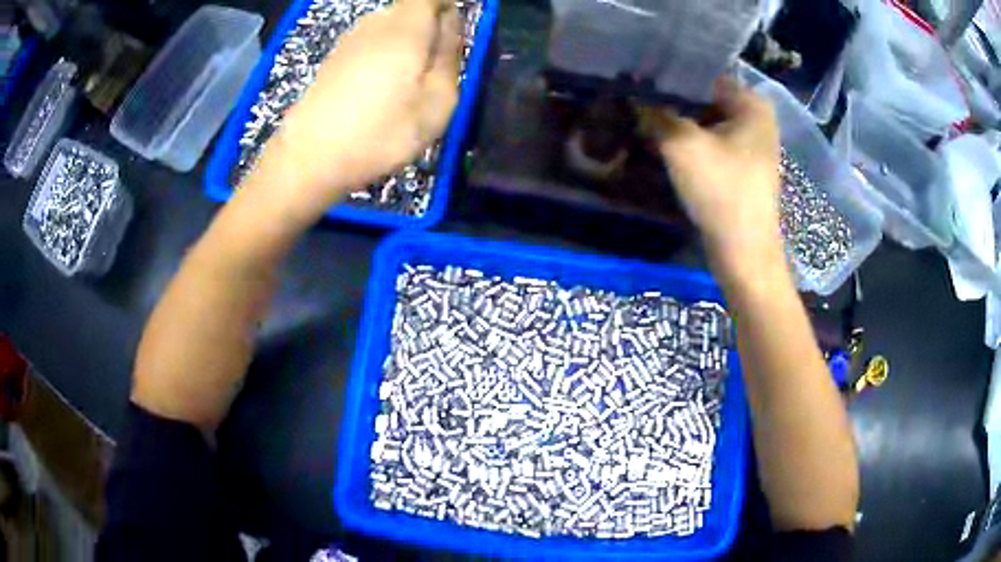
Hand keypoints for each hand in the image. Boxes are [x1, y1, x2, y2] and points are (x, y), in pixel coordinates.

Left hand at [250, 0, 461, 219]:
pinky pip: (370, 44)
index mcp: (406, 27)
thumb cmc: (381, 133)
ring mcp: (350, 40)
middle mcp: (375, 23)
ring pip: (390, 28)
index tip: (455, 36)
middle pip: (412, 10)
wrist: (309, 159)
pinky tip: (378, 93)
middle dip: (430, 29)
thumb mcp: (437, 102)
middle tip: (435, 71)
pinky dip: (383, 57)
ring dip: (406, 46)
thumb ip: (449, 55)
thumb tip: (451, 25)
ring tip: (406, 88)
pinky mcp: (333, 59)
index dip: (448, 8)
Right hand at [644, 80, 783, 278]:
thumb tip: (633, 95)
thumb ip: (656, 113)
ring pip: (706, 121)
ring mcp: (751, 145)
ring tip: (643, 117)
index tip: (639, 75)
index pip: (704, 74)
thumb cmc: (721, 190)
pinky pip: (711, 143)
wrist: (743, 252)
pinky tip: (662, 142)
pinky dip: (689, 141)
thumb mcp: (682, 145)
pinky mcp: (741, 168)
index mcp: (752, 104)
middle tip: (636, 97)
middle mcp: (756, 119)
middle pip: (705, 98)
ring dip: (678, 122)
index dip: (671, 74)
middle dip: (672, 100)